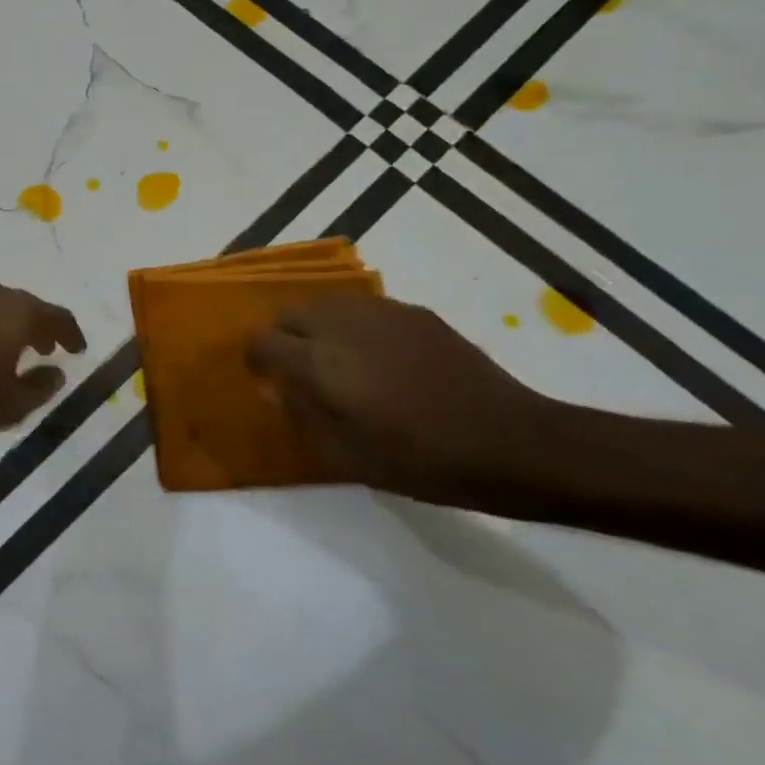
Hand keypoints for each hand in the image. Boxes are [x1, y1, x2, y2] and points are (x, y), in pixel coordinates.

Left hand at [0, 277, 87, 446]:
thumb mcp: (11, 406)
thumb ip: (42, 387)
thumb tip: (56, 371)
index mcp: (18, 312)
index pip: (57, 316)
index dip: (71, 334)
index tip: (77, 349)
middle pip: (24, 305)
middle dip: (38, 327)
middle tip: (44, 349)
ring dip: (6, 322)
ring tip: (7, 348)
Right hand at [245, 296, 557, 502]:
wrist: (510, 442)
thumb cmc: (422, 461)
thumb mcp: (348, 457)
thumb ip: (302, 416)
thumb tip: (275, 389)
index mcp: (320, 363)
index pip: (264, 341)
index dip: (255, 358)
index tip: (261, 377)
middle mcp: (342, 326)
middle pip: (289, 314)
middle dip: (282, 337)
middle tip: (294, 368)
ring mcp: (380, 313)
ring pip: (325, 304)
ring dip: (314, 326)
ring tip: (333, 359)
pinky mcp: (413, 312)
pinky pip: (362, 308)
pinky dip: (351, 324)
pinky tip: (376, 355)